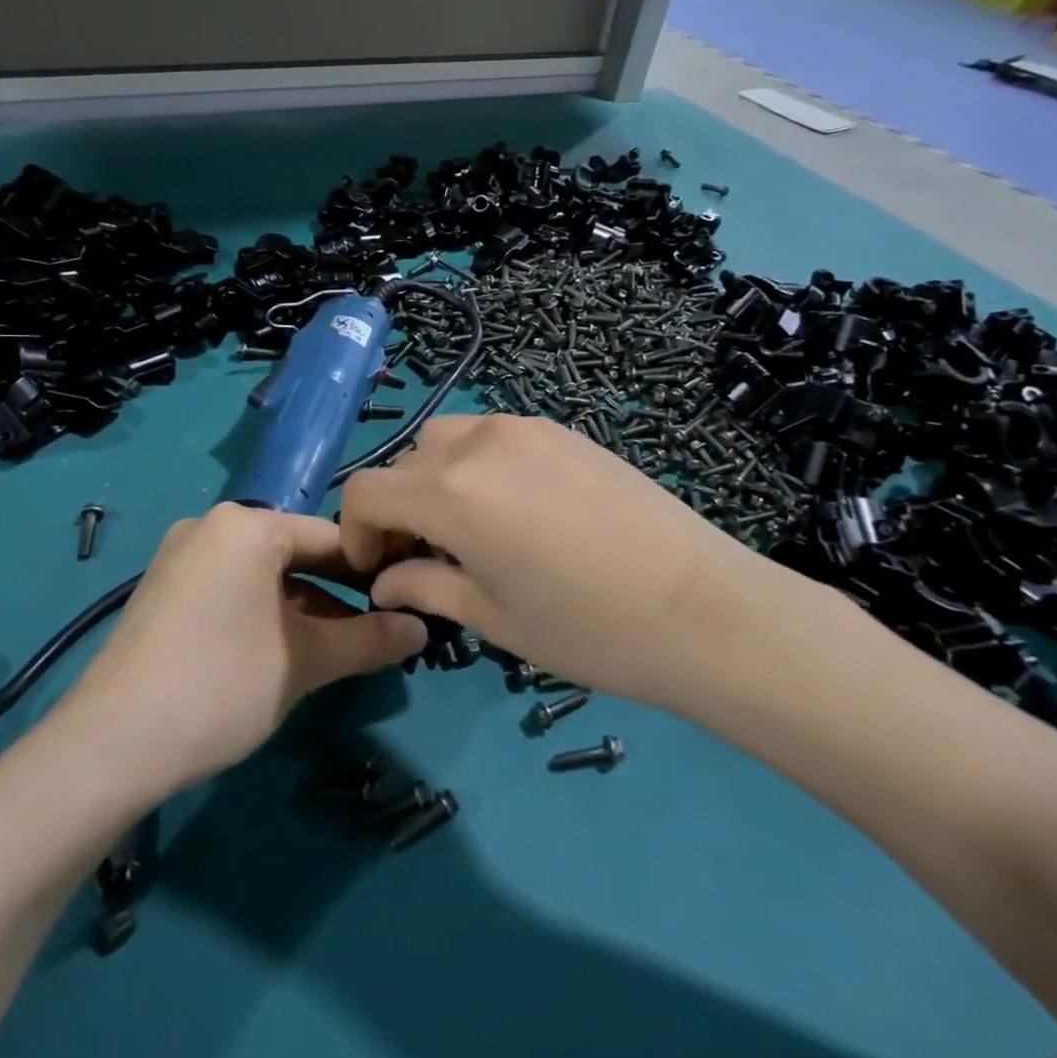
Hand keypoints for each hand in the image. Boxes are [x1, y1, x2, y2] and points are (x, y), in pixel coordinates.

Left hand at [58, 504, 427, 795]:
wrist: (106, 749)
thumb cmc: (220, 686)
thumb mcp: (306, 662)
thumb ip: (370, 639)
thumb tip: (422, 628)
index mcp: (246, 524)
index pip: (331, 537)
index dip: (374, 570)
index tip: (408, 599)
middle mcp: (211, 527)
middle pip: (297, 554)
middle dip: (341, 593)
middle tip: (382, 628)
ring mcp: (182, 558)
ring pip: (265, 575)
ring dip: (307, 608)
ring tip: (343, 648)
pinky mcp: (164, 592)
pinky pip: (233, 590)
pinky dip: (268, 614)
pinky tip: (288, 651)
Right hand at [339, 415, 781, 707]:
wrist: (700, 607)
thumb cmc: (588, 629)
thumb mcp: (494, 618)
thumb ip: (426, 587)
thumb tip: (384, 580)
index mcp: (452, 494)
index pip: (365, 490)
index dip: (356, 530)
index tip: (377, 567)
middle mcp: (479, 444)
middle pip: (406, 461)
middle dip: (399, 506)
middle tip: (426, 554)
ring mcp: (525, 428)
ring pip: (450, 439)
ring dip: (438, 478)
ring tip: (471, 527)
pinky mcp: (562, 429)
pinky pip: (496, 435)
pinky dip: (481, 464)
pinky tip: (519, 508)